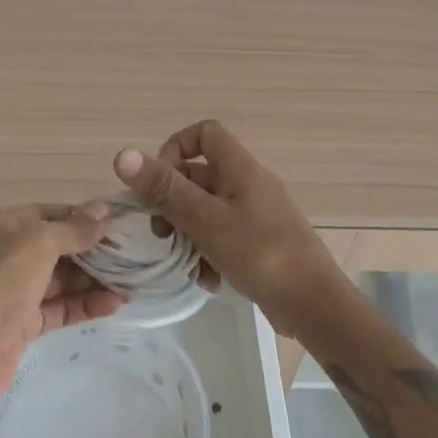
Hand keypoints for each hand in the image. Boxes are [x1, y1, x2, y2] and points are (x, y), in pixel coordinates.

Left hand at [0, 203, 124, 414]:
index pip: (48, 213)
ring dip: (94, 278)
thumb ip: (74, 228)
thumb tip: (105, 209)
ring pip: (59, 278)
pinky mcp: (19, 324)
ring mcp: (9, 290)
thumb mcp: (36, 244)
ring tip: (132, 280)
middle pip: (55, 245)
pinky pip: (57, 306)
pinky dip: (84, 303)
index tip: (121, 223)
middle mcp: (0, 253)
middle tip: (133, 253)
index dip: (84, 217)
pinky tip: (115, 303)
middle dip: (92, 249)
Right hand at [114, 121, 343, 338]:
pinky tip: (208, 280)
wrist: (314, 305)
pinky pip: (224, 235)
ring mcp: (256, 213)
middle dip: (174, 202)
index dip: (176, 148)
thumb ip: (164, 189)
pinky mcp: (260, 241)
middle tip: (162, 232)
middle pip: (199, 175)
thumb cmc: (260, 253)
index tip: (157, 182)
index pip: (204, 133)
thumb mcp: (205, 220)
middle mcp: (248, 183)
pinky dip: (210, 253)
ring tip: (185, 263)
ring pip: (208, 210)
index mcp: (239, 168)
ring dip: (189, 234)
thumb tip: (123, 154)